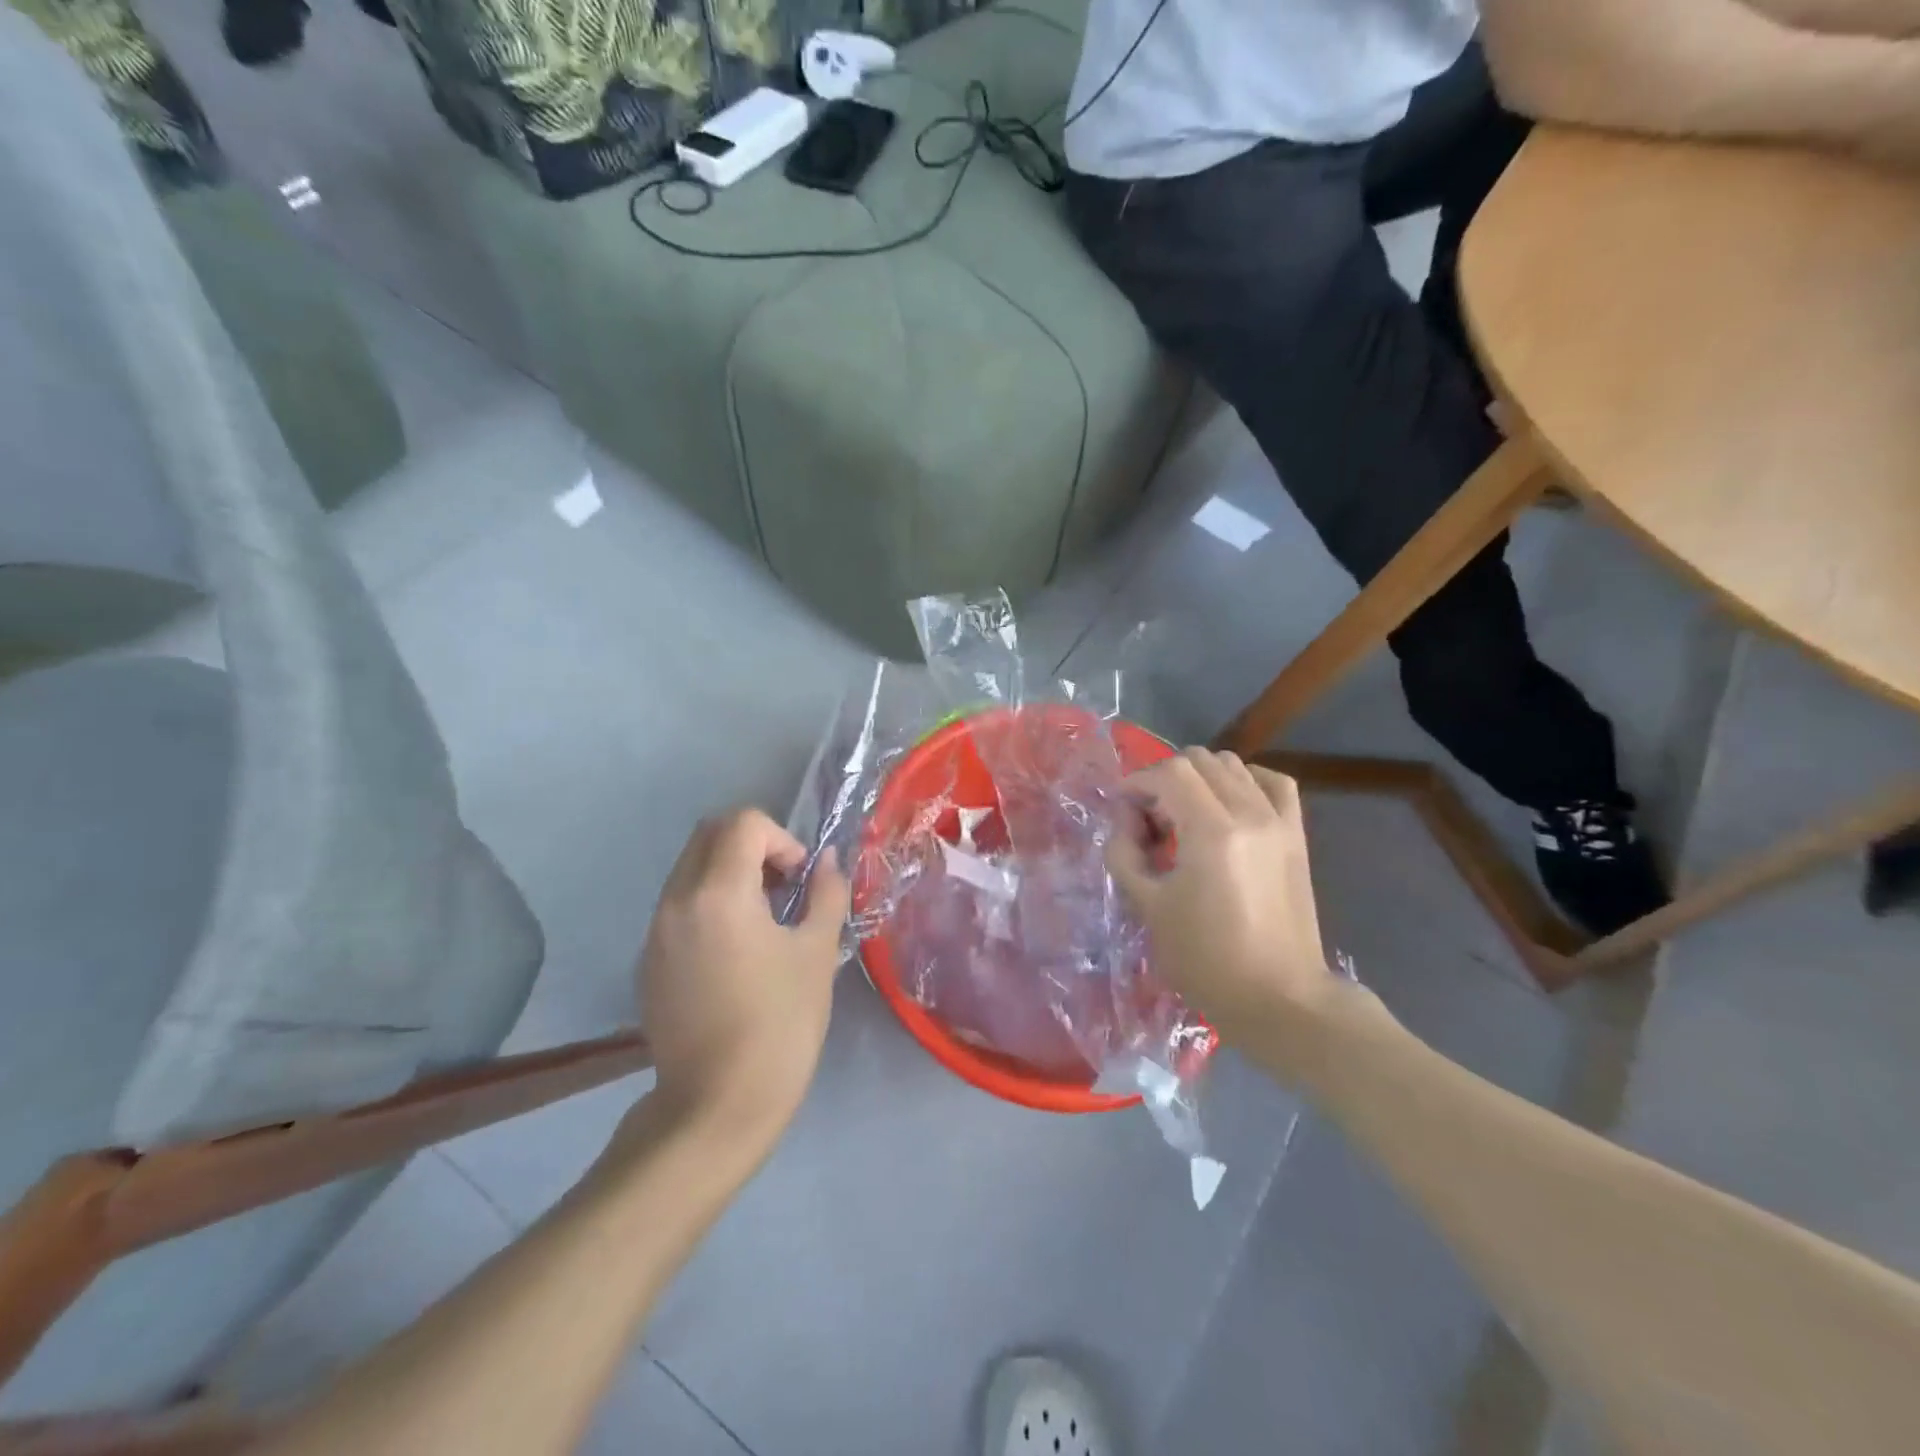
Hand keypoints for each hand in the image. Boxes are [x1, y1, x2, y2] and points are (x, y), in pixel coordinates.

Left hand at [637, 809, 850, 1146]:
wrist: (716, 1107)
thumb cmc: (779, 1024)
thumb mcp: (817, 953)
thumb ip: (825, 894)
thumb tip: (828, 862)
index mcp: (718, 893)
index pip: (743, 823)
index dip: (781, 839)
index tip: (799, 881)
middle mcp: (676, 900)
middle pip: (709, 835)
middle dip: (753, 846)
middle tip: (783, 889)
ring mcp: (656, 931)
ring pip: (690, 868)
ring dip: (729, 873)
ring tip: (763, 922)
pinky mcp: (648, 961)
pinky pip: (679, 905)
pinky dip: (709, 903)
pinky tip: (736, 953)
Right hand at [1107, 750, 1337, 1074]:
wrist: (1279, 998)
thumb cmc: (1206, 960)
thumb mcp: (1148, 906)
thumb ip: (1125, 852)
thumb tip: (1127, 821)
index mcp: (1212, 831)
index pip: (1169, 773)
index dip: (1137, 783)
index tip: (1122, 811)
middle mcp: (1250, 813)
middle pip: (1199, 761)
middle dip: (1164, 780)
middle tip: (1150, 821)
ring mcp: (1279, 822)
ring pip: (1233, 765)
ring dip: (1199, 780)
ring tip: (1186, 817)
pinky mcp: (1296, 836)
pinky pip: (1273, 783)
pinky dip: (1244, 781)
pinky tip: (1227, 804)